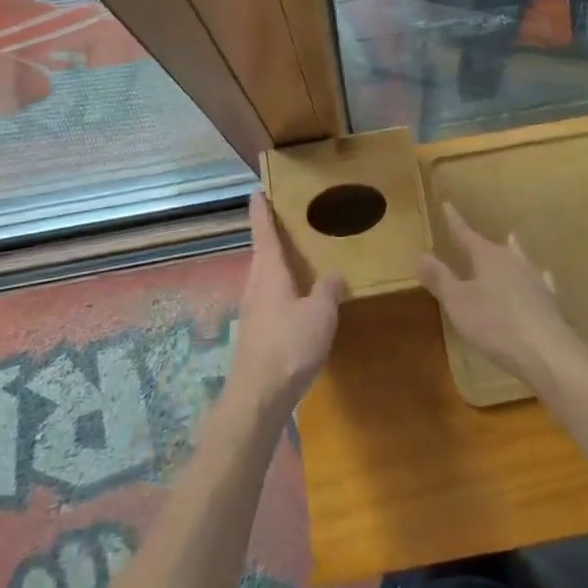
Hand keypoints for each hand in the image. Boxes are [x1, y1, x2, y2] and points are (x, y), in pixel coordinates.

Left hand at [230, 192, 343, 415]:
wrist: (258, 396)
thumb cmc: (289, 345)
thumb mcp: (320, 314)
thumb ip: (328, 290)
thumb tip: (335, 275)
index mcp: (269, 271)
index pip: (263, 231)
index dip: (261, 210)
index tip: (257, 191)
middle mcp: (256, 284)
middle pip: (263, 252)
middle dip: (273, 235)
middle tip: (290, 220)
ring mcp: (253, 309)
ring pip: (265, 276)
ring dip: (278, 263)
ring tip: (299, 257)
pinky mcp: (255, 332)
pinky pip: (269, 297)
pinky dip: (282, 288)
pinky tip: (298, 299)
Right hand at [418, 203, 587, 390]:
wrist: (546, 352)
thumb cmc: (495, 324)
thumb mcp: (458, 302)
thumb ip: (440, 278)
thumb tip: (422, 255)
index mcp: (488, 256)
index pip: (466, 234)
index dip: (454, 221)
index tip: (447, 204)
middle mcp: (512, 261)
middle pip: (494, 247)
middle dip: (482, 242)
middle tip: (475, 235)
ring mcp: (534, 280)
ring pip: (519, 259)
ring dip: (512, 252)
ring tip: (512, 241)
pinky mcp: (548, 301)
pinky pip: (539, 281)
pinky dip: (536, 277)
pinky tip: (543, 276)